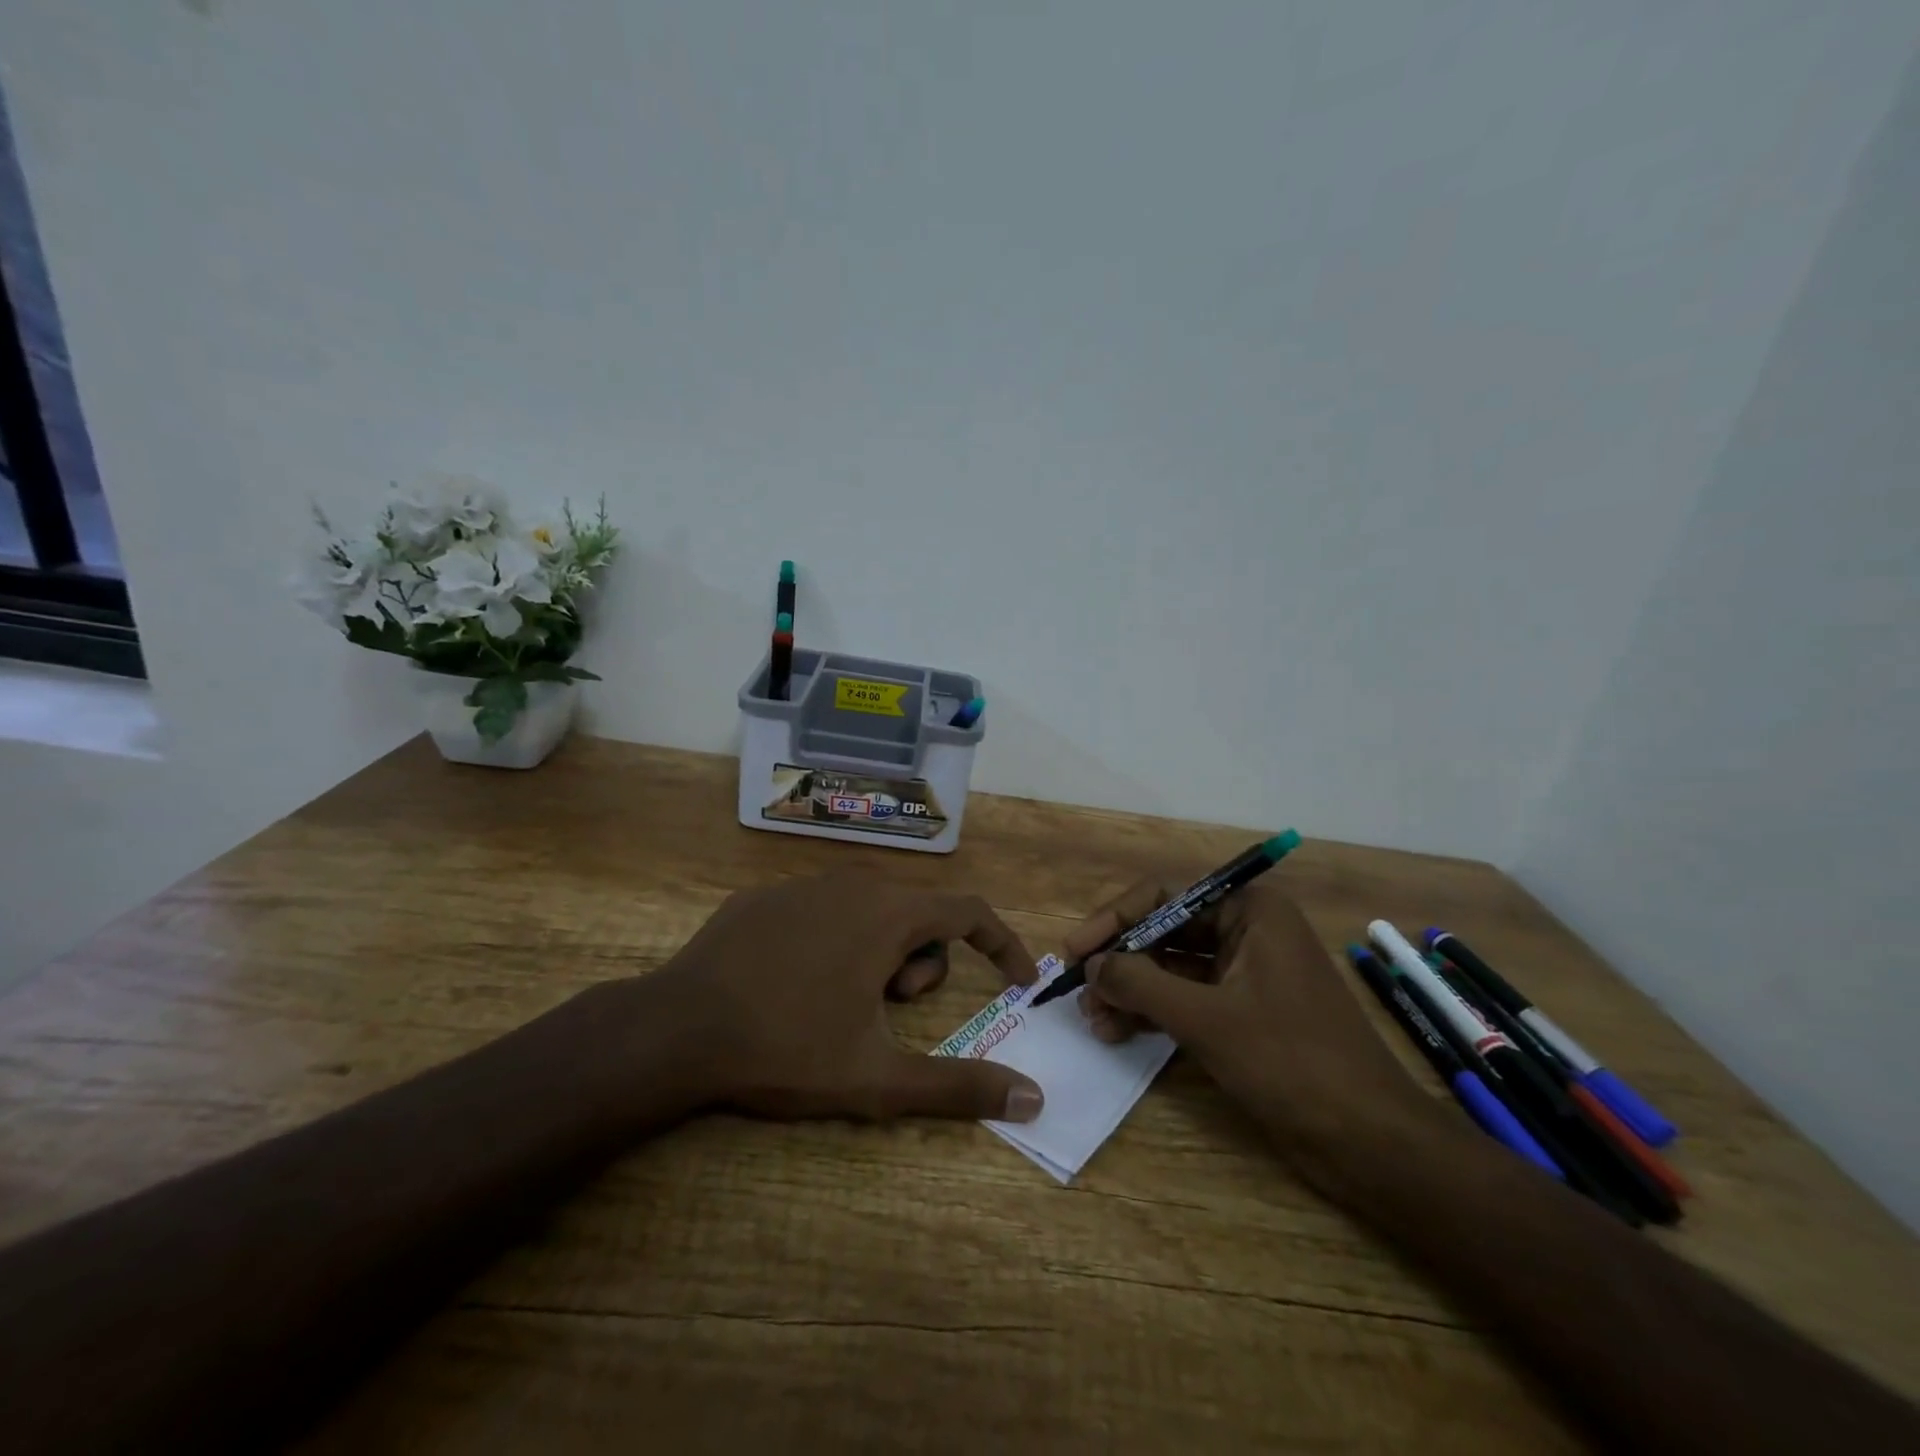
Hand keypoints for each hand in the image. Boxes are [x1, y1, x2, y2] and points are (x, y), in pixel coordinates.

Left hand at [636, 873, 1045, 1123]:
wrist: (675, 1029)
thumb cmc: (786, 1048)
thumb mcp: (878, 1078)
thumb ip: (959, 1087)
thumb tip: (1033, 1100)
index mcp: (889, 914)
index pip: (970, 913)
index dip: (1001, 945)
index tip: (1015, 982)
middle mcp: (854, 884)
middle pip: (918, 916)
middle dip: (920, 966)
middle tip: (887, 1012)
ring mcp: (804, 884)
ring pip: (871, 910)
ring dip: (877, 955)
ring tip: (838, 1003)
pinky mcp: (764, 896)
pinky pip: (822, 911)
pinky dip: (831, 943)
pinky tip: (793, 984)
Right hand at [1065, 875, 1438, 1166]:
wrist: (1371, 1142)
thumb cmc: (1291, 1062)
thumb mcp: (1206, 1018)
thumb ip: (1141, 983)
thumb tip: (1092, 965)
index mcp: (1250, 911)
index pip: (1163, 897)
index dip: (1113, 920)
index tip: (1074, 951)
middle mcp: (1248, 931)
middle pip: (1165, 932)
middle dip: (1121, 962)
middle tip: (1079, 992)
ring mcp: (1247, 974)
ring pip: (1172, 968)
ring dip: (1131, 991)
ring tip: (1093, 1020)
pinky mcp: (1245, 1013)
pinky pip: (1187, 999)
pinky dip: (1154, 1013)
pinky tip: (1119, 1032)